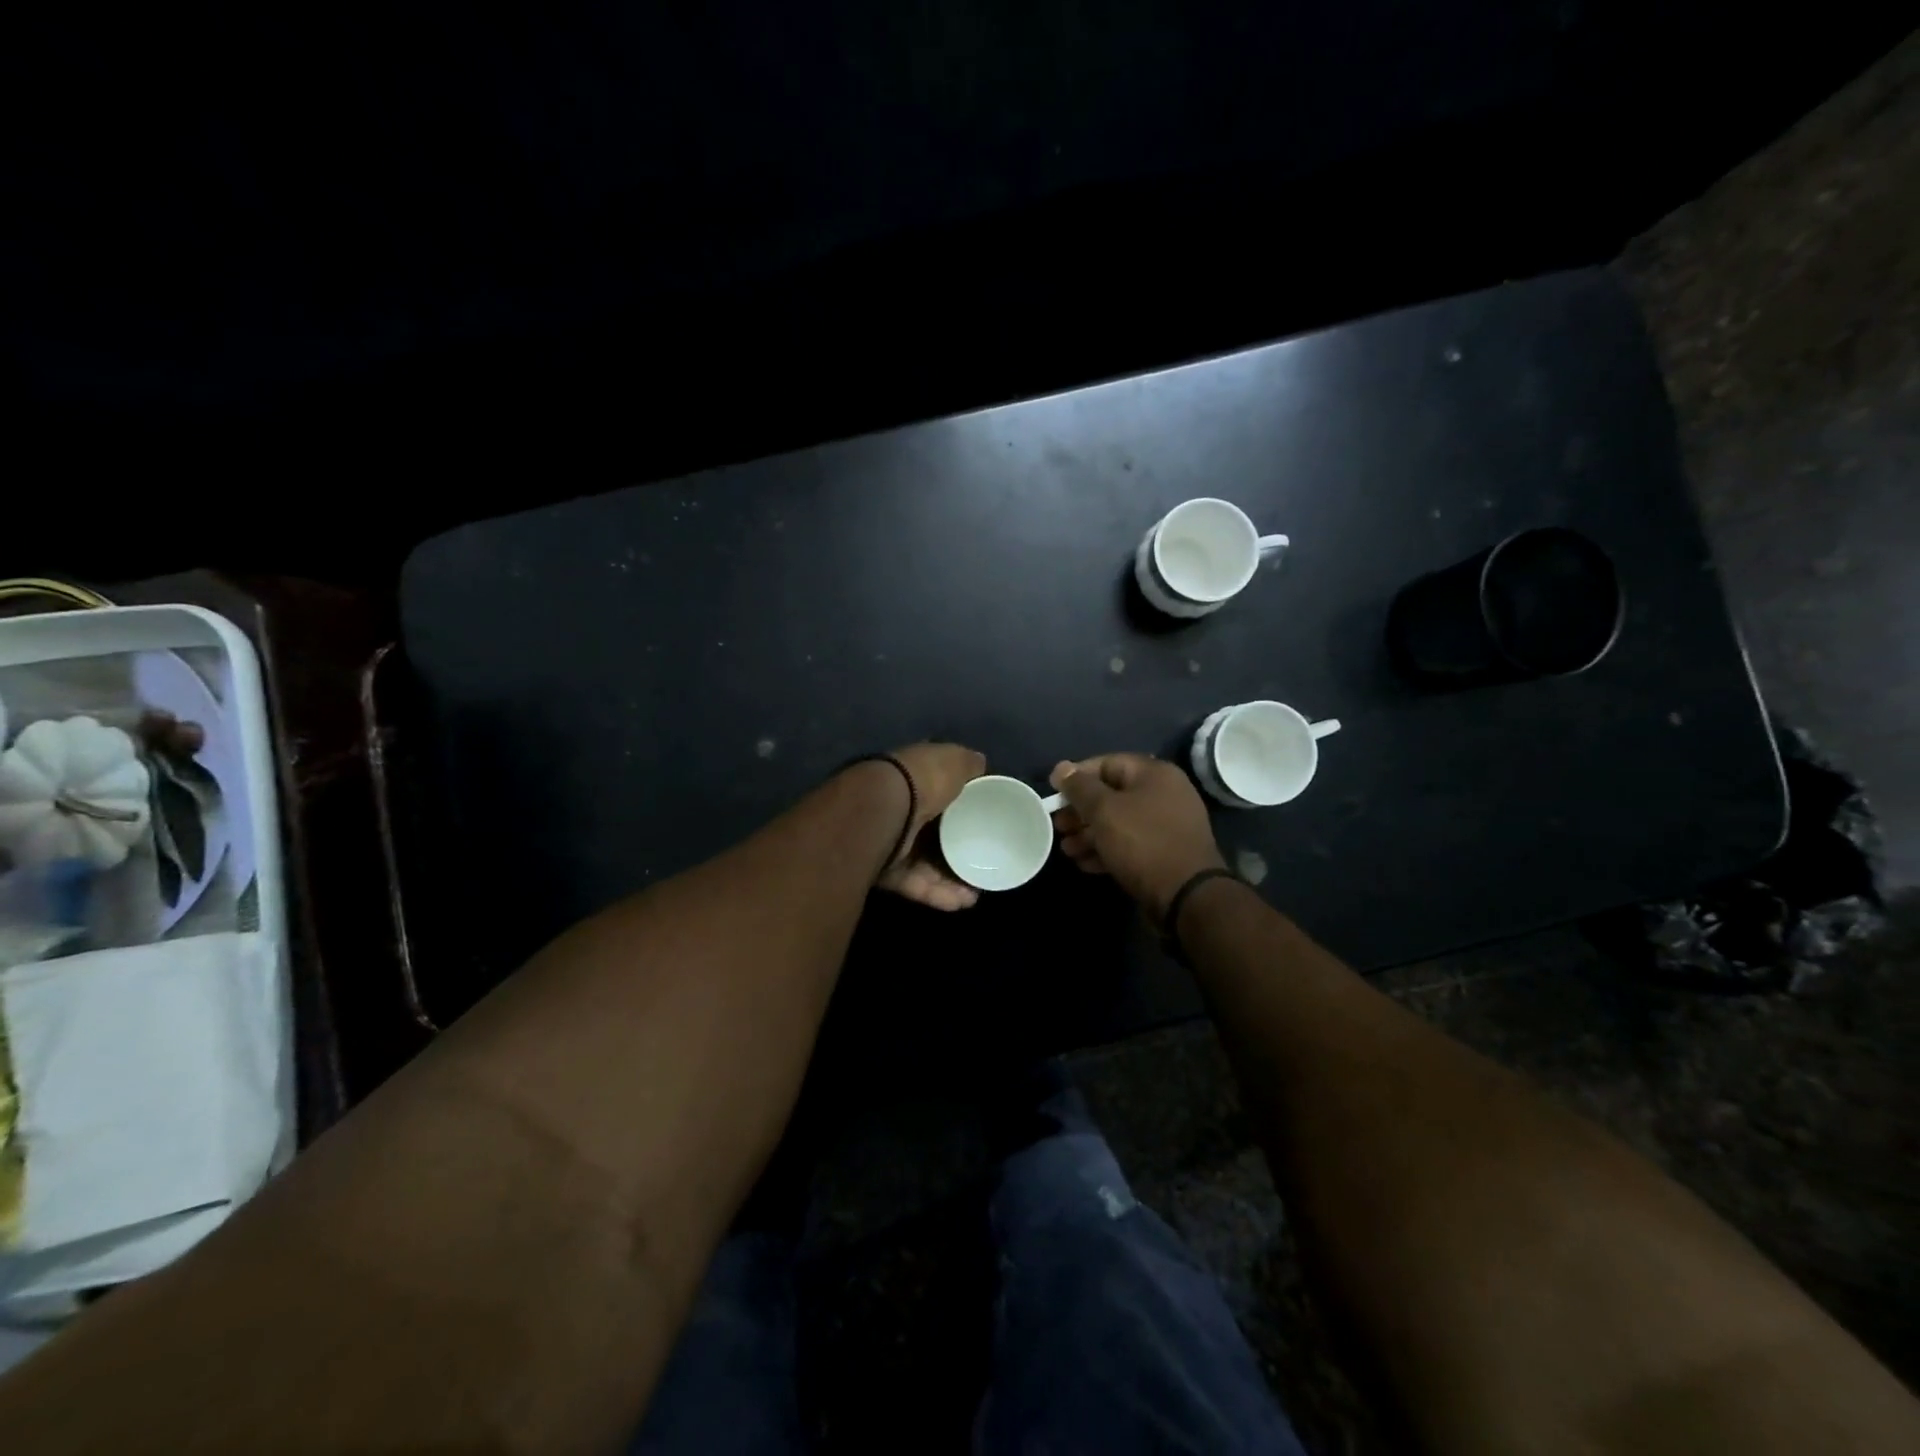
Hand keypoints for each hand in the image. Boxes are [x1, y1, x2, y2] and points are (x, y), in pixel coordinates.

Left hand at [874, 742, 986, 911]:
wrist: (882, 811)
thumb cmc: (920, 781)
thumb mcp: (952, 760)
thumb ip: (967, 764)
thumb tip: (980, 764)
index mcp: (912, 780)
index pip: (938, 793)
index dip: (962, 806)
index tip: (985, 820)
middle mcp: (899, 810)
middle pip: (933, 834)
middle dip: (958, 849)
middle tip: (984, 862)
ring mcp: (890, 842)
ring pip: (926, 865)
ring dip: (953, 880)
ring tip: (978, 891)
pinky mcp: (886, 872)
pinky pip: (916, 884)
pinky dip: (939, 894)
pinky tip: (964, 901)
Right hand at [1049, 754, 1225, 922]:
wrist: (1186, 896)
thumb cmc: (1143, 842)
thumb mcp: (1104, 810)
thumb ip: (1080, 787)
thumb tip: (1061, 768)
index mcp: (1154, 774)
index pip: (1107, 763)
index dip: (1077, 776)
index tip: (1054, 794)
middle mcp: (1164, 794)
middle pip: (1112, 795)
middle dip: (1080, 811)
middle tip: (1058, 826)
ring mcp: (1166, 826)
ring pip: (1119, 822)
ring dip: (1089, 834)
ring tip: (1066, 850)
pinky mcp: (1164, 853)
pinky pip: (1129, 844)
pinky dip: (1106, 850)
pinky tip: (1084, 863)